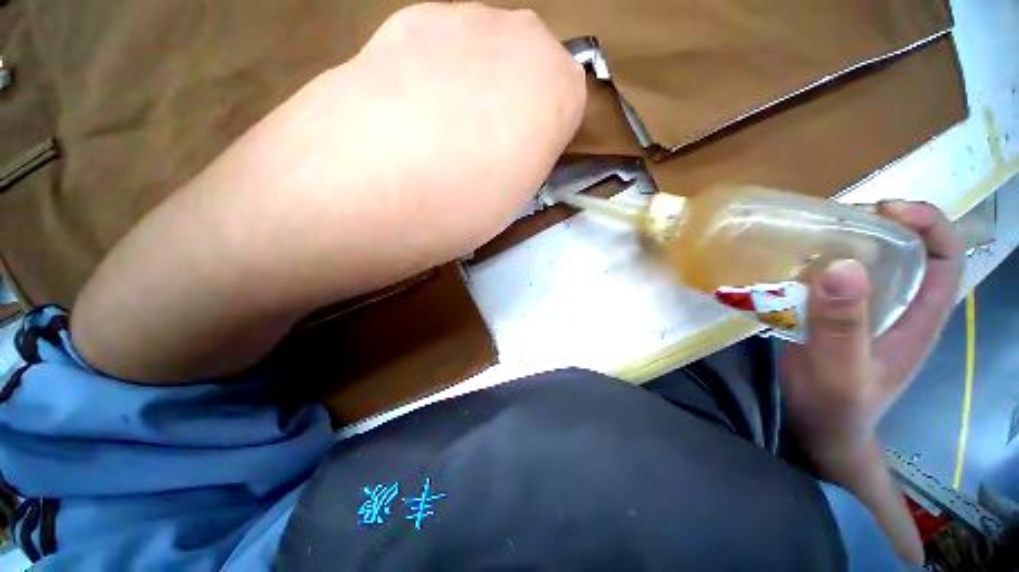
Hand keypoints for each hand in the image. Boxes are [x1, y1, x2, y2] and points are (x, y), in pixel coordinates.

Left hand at [73, 3, 585, 381]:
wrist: (346, 196)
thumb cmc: (453, 212)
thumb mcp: (515, 197)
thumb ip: (533, 153)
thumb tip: (524, 140)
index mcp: (553, 82)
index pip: (572, 98)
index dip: (550, 136)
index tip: (527, 164)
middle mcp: (511, 33)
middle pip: (531, 69)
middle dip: (520, 109)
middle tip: (490, 156)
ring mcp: (449, 18)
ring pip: (486, 57)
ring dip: (479, 95)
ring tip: (447, 144)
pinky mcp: (396, 25)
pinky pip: (440, 53)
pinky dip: (439, 83)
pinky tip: (414, 122)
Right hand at [782, 202, 963, 459]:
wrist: (817, 427)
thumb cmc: (837, 408)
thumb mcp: (842, 373)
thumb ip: (844, 328)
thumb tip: (843, 267)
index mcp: (918, 319)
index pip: (945, 258)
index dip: (927, 224)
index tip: (886, 209)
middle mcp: (897, 307)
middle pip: (903, 252)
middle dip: (876, 226)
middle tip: (832, 220)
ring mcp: (864, 312)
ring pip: (864, 264)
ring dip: (838, 244)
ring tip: (803, 237)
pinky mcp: (833, 315)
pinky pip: (828, 281)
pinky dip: (811, 266)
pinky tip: (785, 266)